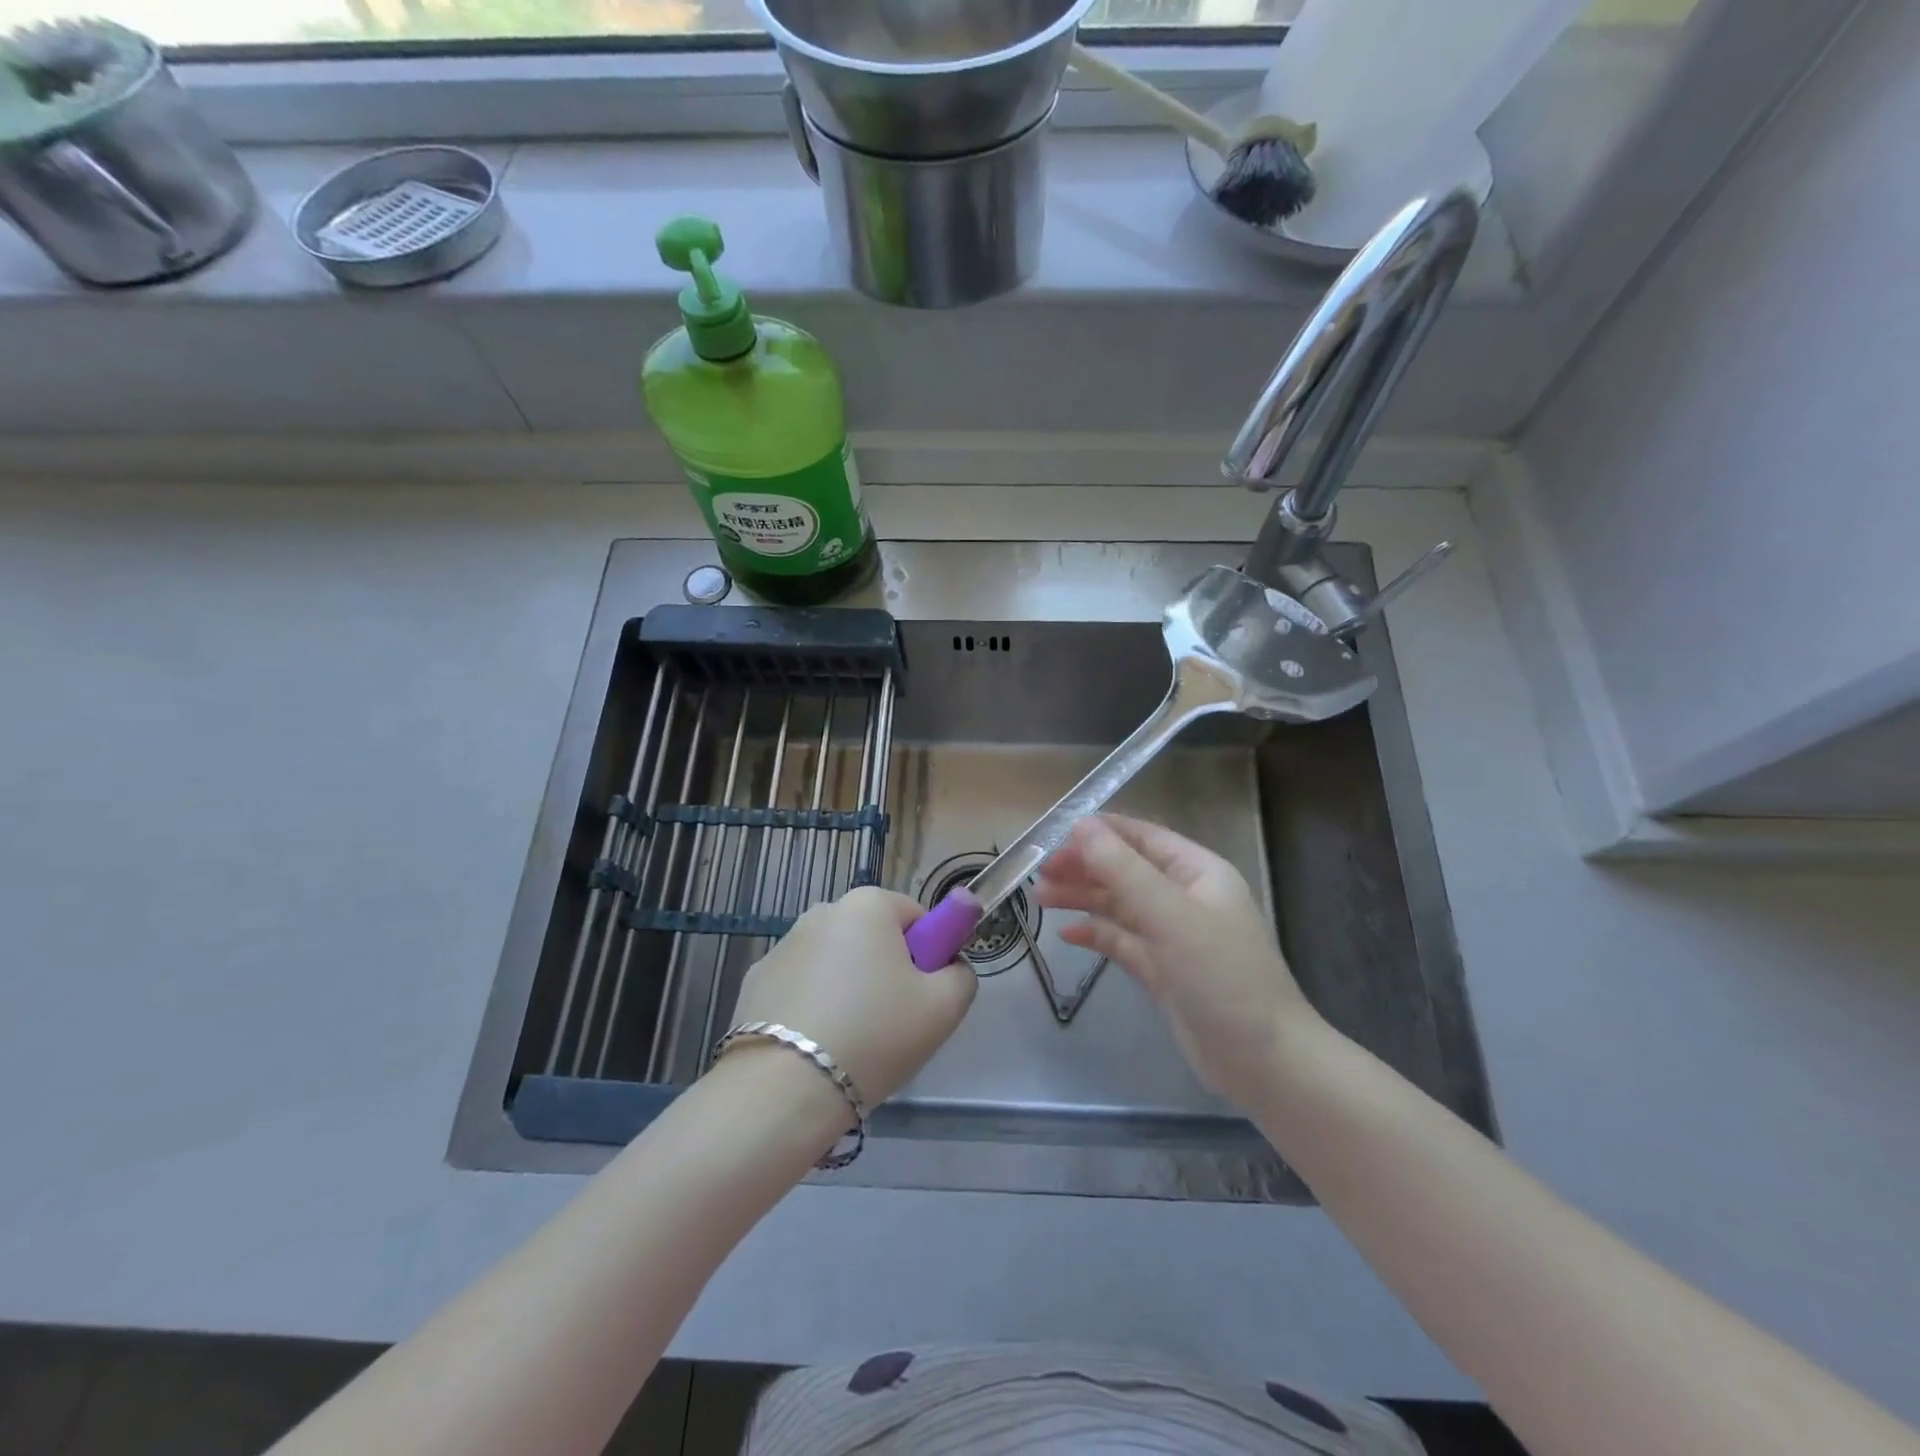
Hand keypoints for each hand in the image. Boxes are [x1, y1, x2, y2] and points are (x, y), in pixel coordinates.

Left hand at [725, 886, 975, 1106]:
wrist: (784, 1090)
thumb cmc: (875, 1035)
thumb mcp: (945, 1007)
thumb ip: (961, 974)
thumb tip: (949, 966)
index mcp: (868, 905)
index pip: (915, 917)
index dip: (927, 956)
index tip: (921, 997)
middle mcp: (822, 912)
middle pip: (872, 937)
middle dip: (886, 970)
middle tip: (891, 1024)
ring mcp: (782, 945)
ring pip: (835, 962)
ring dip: (847, 988)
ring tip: (850, 1042)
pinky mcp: (755, 980)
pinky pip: (801, 986)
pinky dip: (812, 1006)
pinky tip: (814, 1046)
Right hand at [1035, 815, 1328, 1108]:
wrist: (1264, 1062)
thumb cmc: (1223, 977)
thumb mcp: (1171, 916)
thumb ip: (1124, 870)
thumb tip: (1082, 826)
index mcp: (1198, 873)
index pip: (1143, 837)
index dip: (1101, 832)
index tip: (1056, 834)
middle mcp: (1185, 898)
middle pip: (1126, 870)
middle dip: (1085, 867)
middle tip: (1040, 873)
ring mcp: (1174, 936)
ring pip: (1120, 906)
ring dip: (1083, 898)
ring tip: (1041, 898)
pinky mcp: (1163, 971)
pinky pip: (1122, 942)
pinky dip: (1096, 935)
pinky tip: (1067, 936)